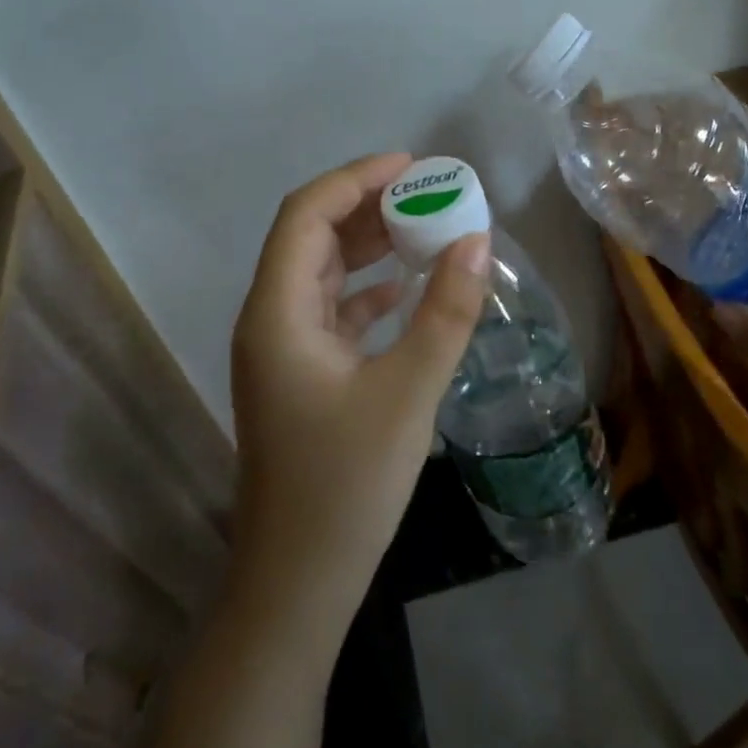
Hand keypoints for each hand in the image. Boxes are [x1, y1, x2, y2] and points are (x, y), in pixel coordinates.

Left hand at [229, 153, 489, 632]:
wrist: (298, 581)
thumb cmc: (346, 485)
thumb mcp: (407, 393)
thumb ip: (445, 313)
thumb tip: (477, 239)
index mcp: (278, 312)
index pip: (306, 214)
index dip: (355, 178)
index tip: (412, 166)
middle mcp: (269, 319)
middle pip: (310, 237)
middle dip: (366, 206)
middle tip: (427, 193)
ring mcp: (281, 349)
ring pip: (320, 273)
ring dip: (367, 245)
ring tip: (424, 227)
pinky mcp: (300, 375)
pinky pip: (330, 309)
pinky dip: (365, 289)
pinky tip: (404, 288)